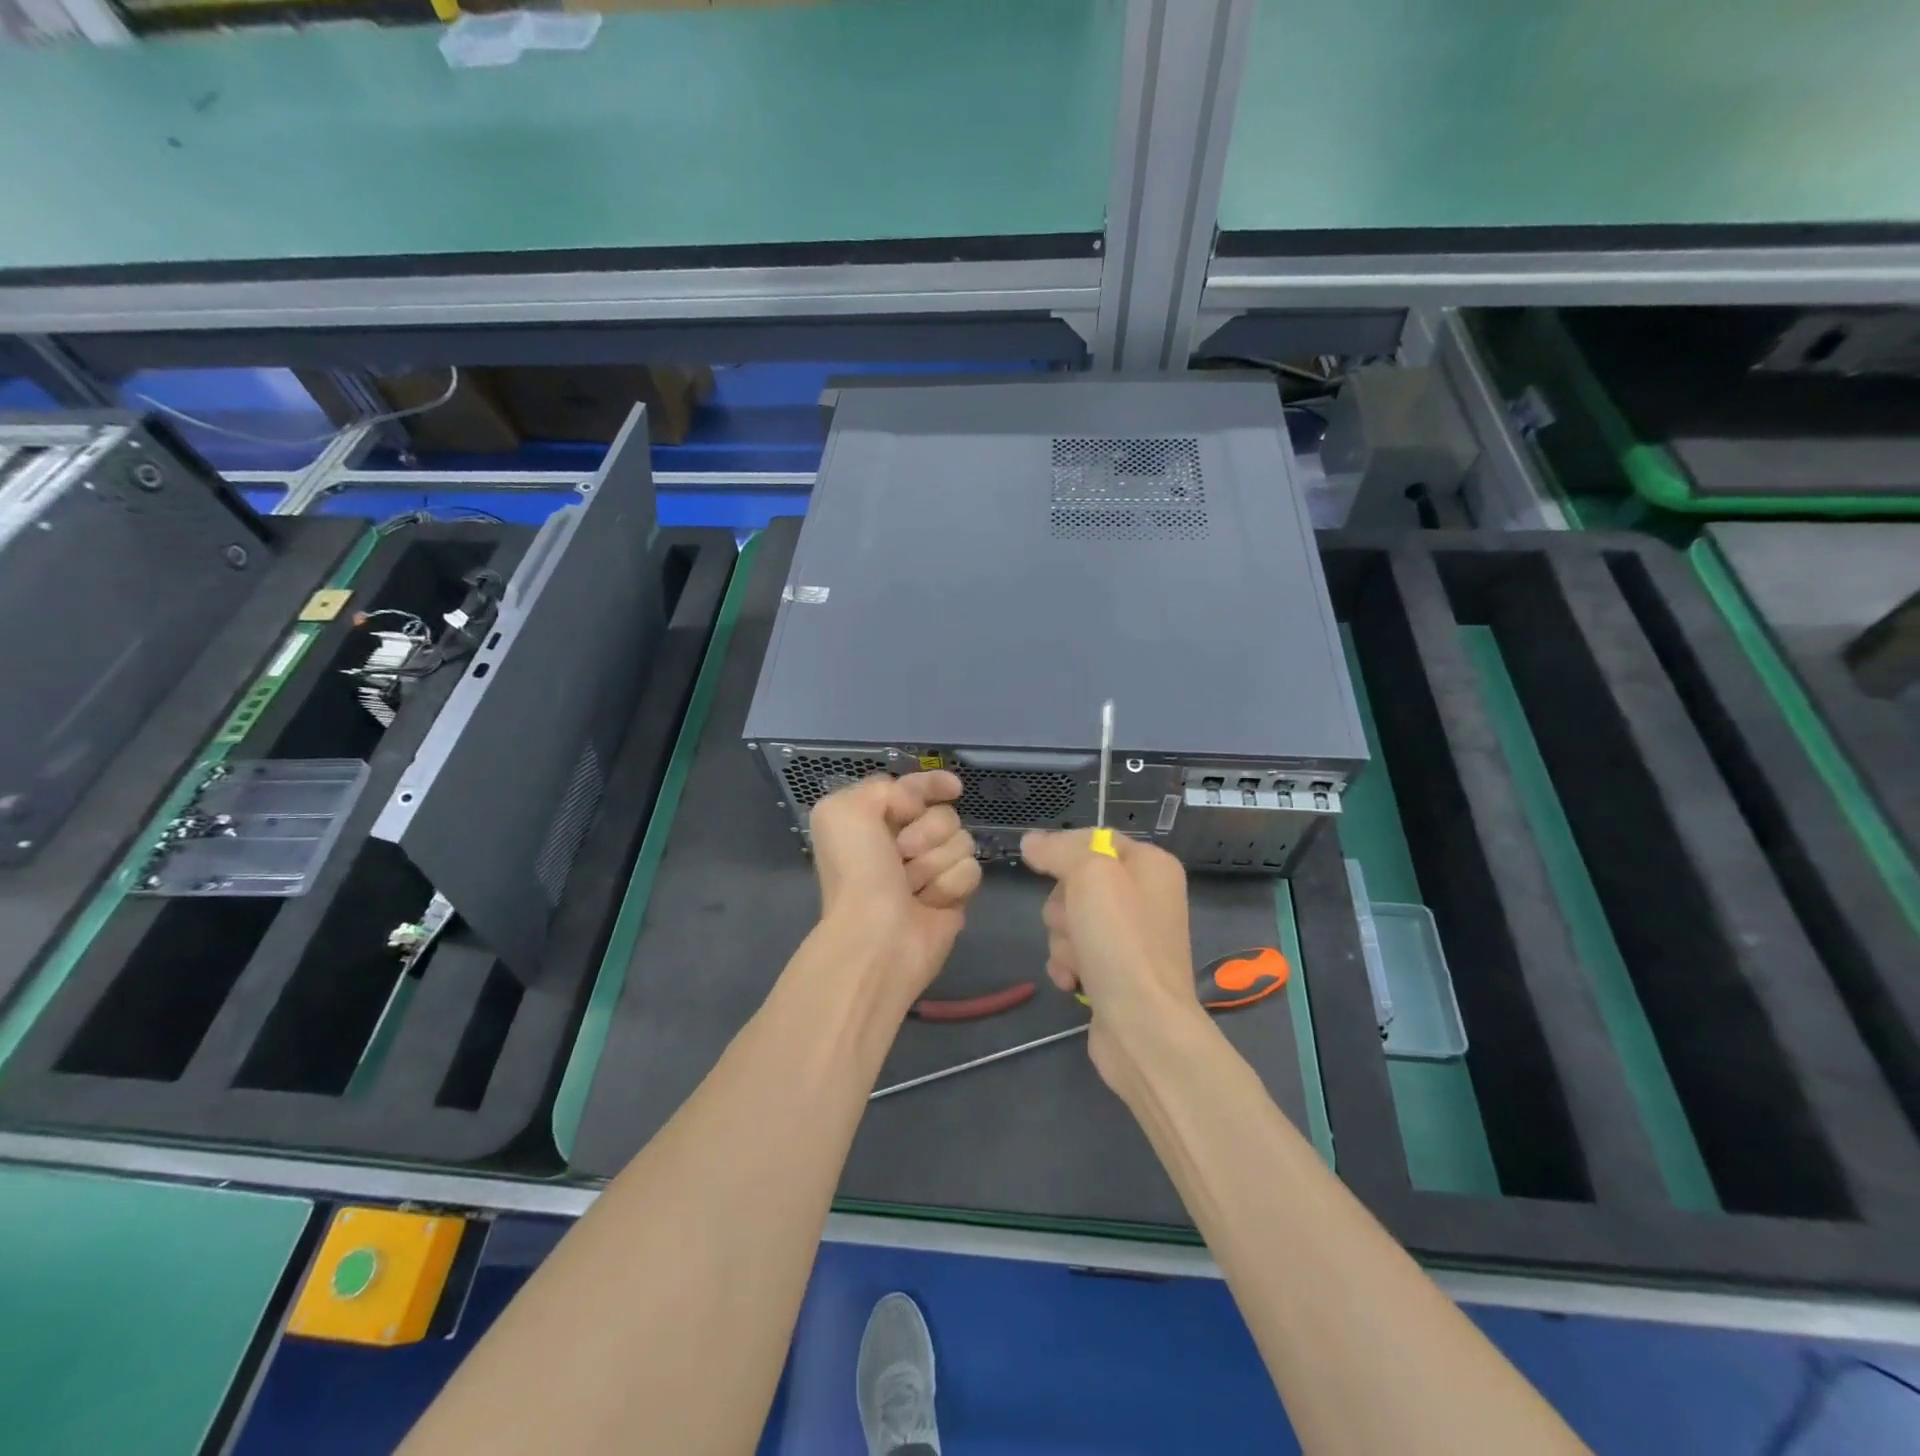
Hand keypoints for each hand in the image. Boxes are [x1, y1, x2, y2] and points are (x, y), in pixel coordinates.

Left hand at [808, 771, 981, 1006]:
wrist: (877, 937)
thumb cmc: (857, 872)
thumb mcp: (843, 811)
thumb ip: (881, 787)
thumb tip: (916, 802)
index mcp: (874, 821)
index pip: (915, 788)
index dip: (932, 785)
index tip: (952, 788)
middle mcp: (903, 843)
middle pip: (945, 814)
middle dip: (927, 831)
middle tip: (902, 853)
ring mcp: (932, 869)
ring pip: (962, 841)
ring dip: (935, 861)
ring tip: (912, 886)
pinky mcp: (954, 895)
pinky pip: (971, 871)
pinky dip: (949, 885)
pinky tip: (930, 903)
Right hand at [1020, 830, 1203, 1097]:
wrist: (1143, 1026)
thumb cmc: (1121, 941)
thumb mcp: (1089, 875)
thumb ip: (1059, 850)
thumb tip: (1031, 841)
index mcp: (1150, 865)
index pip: (1095, 838)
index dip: (1064, 849)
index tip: (1039, 863)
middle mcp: (1144, 897)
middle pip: (1077, 881)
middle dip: (1063, 904)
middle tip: (1075, 923)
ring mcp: (1129, 937)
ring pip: (1070, 919)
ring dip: (1063, 939)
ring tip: (1079, 960)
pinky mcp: (1114, 971)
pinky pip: (1074, 953)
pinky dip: (1067, 964)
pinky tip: (1073, 981)